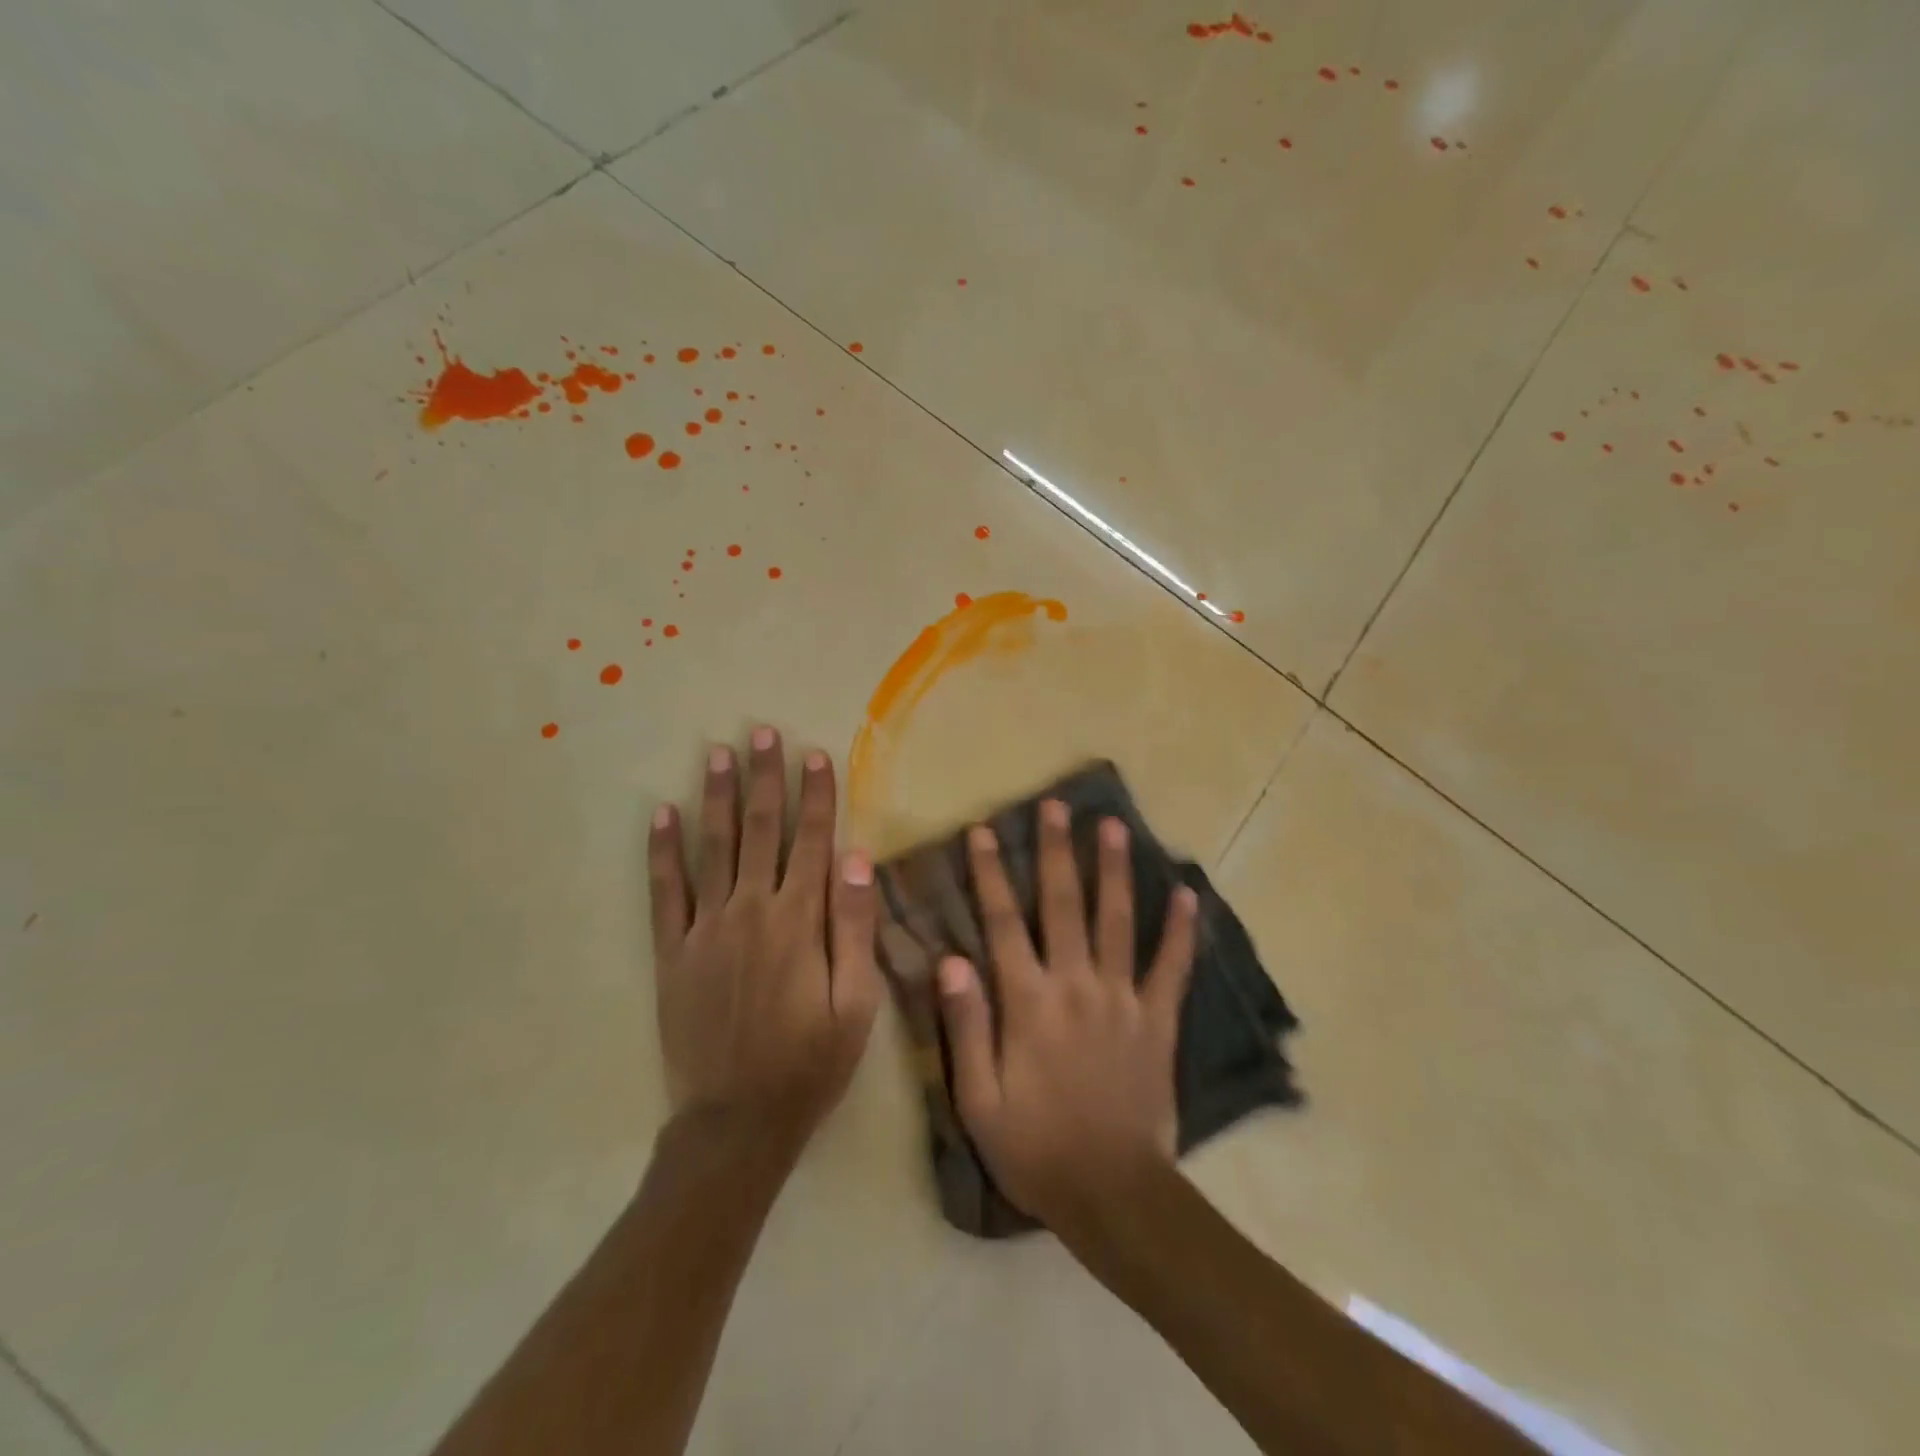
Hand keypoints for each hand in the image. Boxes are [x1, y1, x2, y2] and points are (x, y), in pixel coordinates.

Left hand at [647, 729, 880, 1155]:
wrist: (737, 1122)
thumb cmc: (810, 1064)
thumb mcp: (856, 1005)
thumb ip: (855, 929)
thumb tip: (857, 860)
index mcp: (799, 922)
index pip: (813, 842)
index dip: (817, 796)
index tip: (815, 754)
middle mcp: (752, 911)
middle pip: (761, 830)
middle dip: (766, 778)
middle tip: (763, 731)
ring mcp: (706, 929)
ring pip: (713, 847)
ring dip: (717, 796)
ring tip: (717, 752)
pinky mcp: (673, 952)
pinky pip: (665, 892)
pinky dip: (663, 851)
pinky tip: (662, 814)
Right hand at [937, 799, 1198, 1231]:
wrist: (1113, 1195)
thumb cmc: (1035, 1148)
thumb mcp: (979, 1099)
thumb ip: (967, 1025)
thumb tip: (951, 959)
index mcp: (1028, 1002)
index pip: (1003, 923)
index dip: (991, 873)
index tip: (984, 830)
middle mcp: (1076, 985)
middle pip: (1063, 905)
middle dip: (1056, 851)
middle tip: (1057, 805)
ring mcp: (1123, 998)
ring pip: (1117, 920)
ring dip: (1113, 870)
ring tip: (1113, 825)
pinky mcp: (1158, 1019)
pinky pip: (1172, 967)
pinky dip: (1181, 929)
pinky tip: (1187, 893)